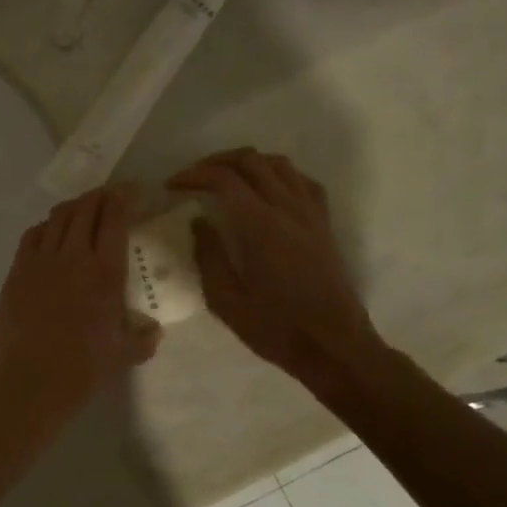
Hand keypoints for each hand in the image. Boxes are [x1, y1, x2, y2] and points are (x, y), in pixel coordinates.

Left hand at [0, 185, 161, 418]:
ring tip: (82, 209)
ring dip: (73, 207)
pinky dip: (45, 227)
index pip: (115, 219)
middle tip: (109, 196)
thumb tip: (153, 331)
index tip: (131, 191)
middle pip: (85, 209)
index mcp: (105, 273)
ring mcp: (40, 262)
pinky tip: (50, 233)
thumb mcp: (124, 357)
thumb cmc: (81, 371)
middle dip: (100, 195)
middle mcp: (73, 257)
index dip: (123, 197)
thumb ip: (143, 339)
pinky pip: (32, 236)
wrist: (28, 382)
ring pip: (57, 217)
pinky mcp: (16, 272)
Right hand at [168, 149, 383, 382]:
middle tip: (192, 179)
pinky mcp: (324, 224)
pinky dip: (277, 175)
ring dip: (246, 163)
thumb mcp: (226, 301)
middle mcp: (288, 209)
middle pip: (250, 160)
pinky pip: (302, 181)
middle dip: (215, 162)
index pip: (223, 179)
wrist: (334, 346)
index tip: (171, 187)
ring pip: (278, 164)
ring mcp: (311, 214)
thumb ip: (208, 256)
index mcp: (260, 226)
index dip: (193, 175)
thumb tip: (199, 223)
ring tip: (224, 180)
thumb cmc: (275, 329)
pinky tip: (264, 191)